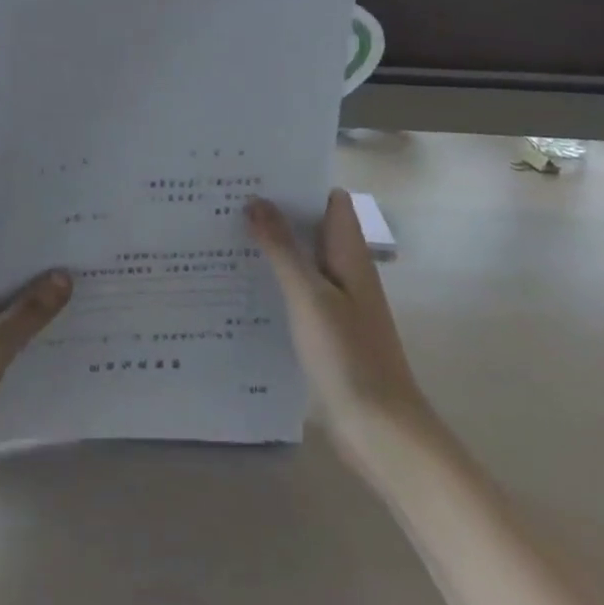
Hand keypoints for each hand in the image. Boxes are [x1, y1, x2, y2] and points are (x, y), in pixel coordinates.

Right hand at [246, 191, 431, 475]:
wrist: (380, 431)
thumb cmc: (348, 356)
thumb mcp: (309, 297)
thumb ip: (282, 248)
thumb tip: (257, 200)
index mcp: (350, 255)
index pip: (330, 200)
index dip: (299, 183)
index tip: (256, 173)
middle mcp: (346, 271)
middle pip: (312, 227)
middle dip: (275, 212)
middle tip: (225, 199)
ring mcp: (337, 302)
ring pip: (302, 260)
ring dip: (271, 246)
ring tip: (222, 233)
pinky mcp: (326, 330)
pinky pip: (296, 291)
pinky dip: (273, 280)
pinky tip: (238, 284)